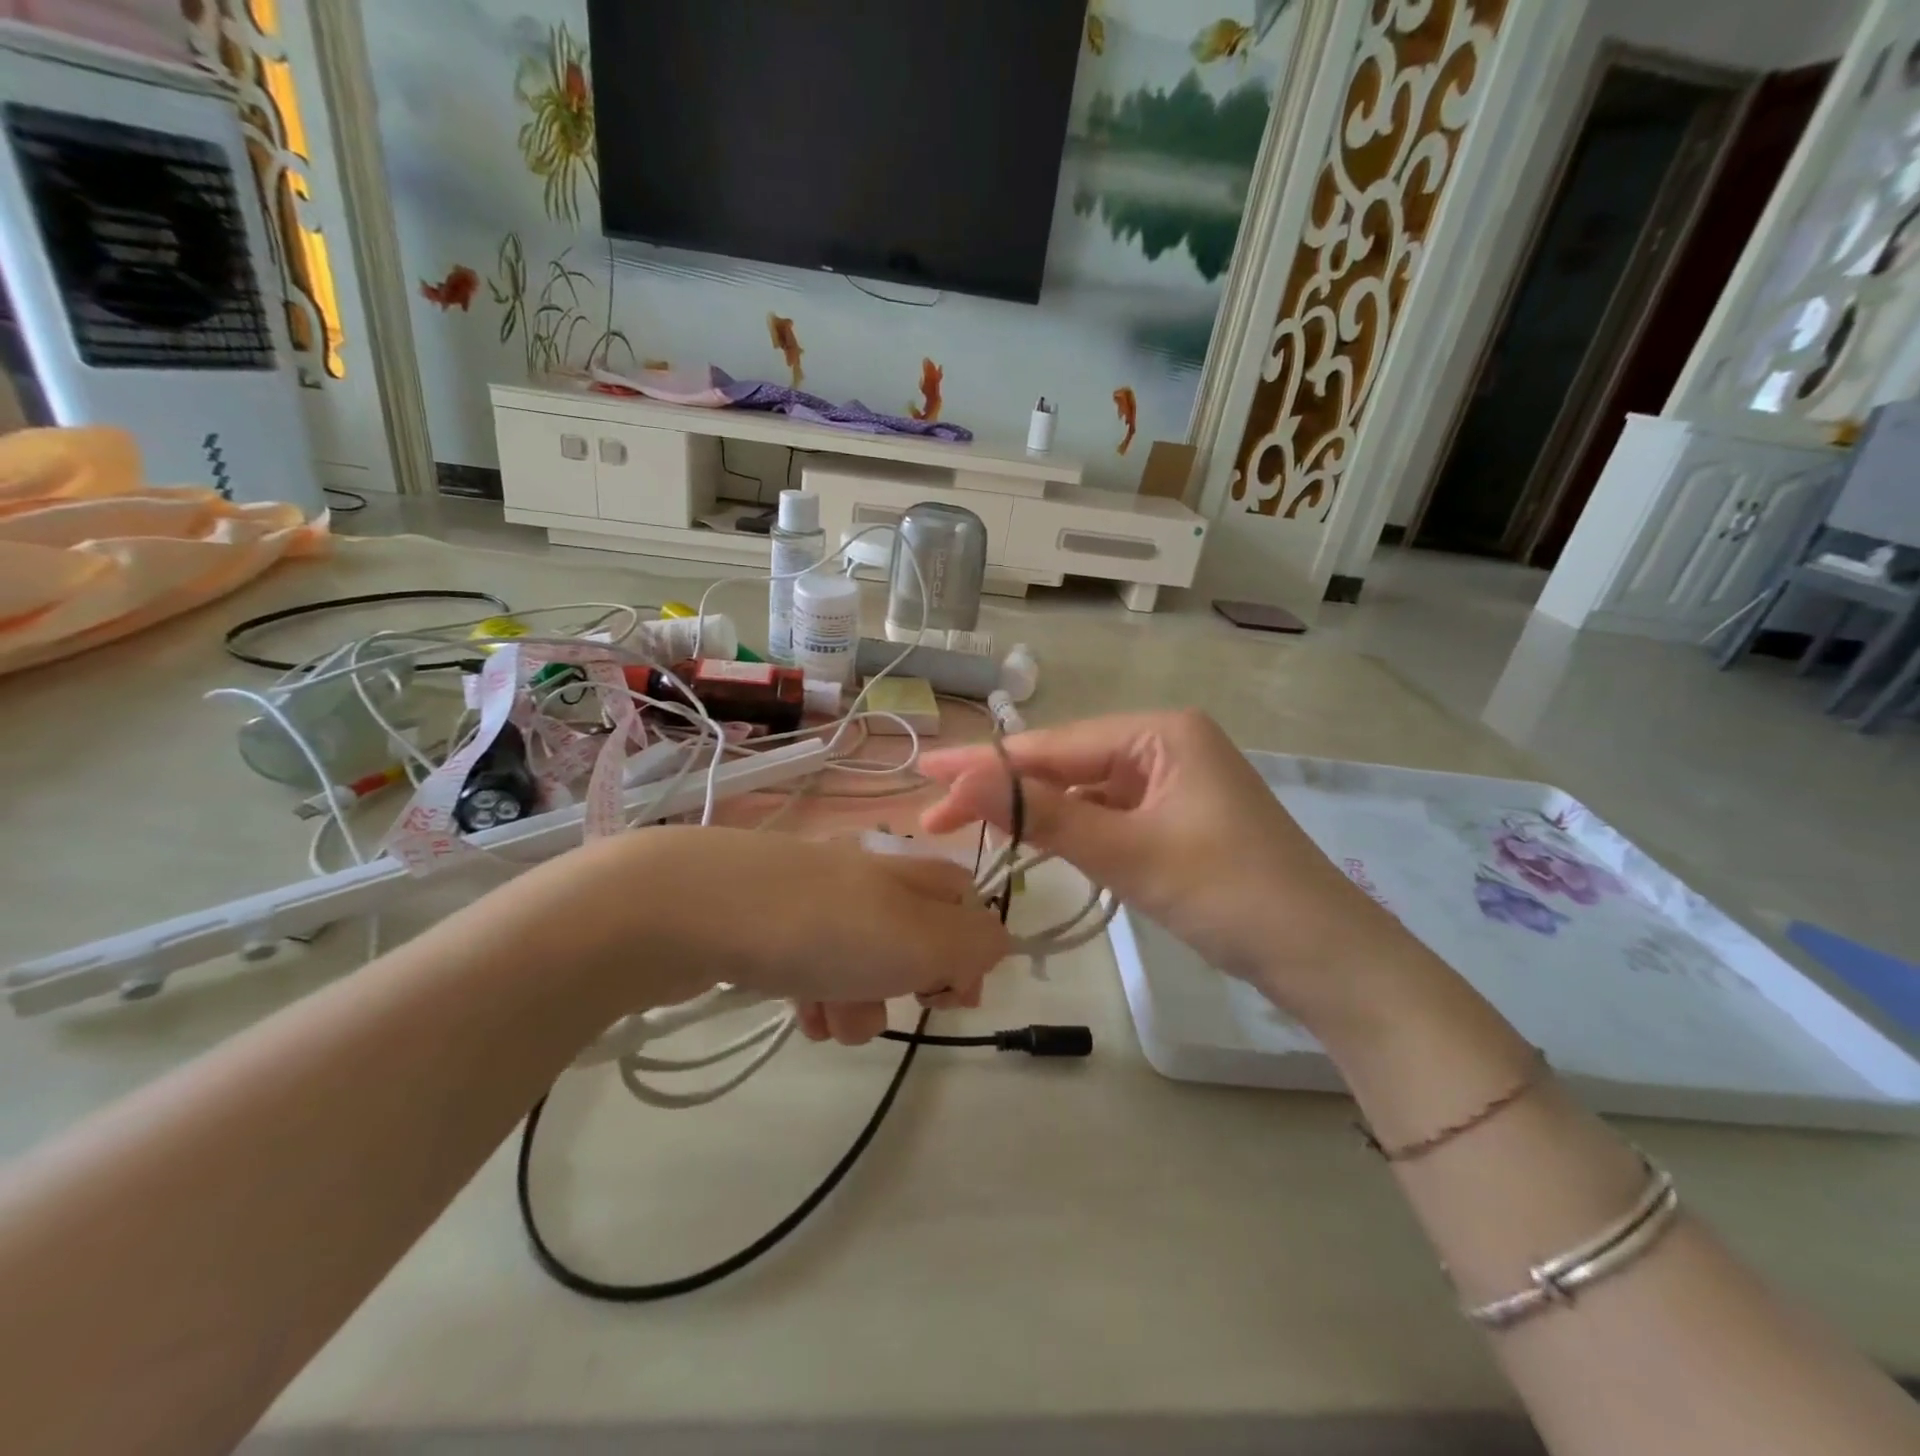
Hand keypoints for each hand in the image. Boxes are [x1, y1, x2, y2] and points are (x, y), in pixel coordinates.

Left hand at [507, 826, 1011, 1041]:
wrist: (689, 909)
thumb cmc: (819, 926)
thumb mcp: (919, 937)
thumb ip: (975, 944)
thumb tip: (996, 947)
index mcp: (906, 868)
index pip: (966, 903)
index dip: (970, 955)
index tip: (952, 1000)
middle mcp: (865, 875)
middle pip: (914, 940)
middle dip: (906, 987)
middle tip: (886, 1003)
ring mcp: (813, 899)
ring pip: (862, 962)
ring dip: (858, 1002)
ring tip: (828, 1016)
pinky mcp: (768, 924)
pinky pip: (813, 968)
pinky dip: (816, 996)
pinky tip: (799, 1012)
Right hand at [919, 711, 1428, 1031]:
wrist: (1324, 958)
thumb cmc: (1232, 895)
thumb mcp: (1131, 853)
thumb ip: (1046, 815)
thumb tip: (963, 781)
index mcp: (1161, 731)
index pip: (1054, 745)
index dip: (986, 764)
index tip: (926, 776)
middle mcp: (1164, 744)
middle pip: (1065, 764)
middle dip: (1004, 790)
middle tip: (937, 817)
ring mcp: (1171, 781)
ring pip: (1083, 791)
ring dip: (1033, 812)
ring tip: (971, 829)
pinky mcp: (1174, 818)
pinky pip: (1107, 814)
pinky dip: (1070, 829)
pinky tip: (1035, 842)